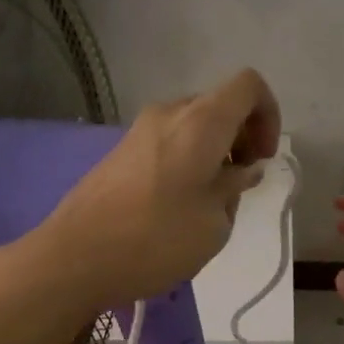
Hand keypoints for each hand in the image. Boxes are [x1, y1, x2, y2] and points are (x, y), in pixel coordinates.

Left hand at [26, 69, 281, 311]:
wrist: (74, 257)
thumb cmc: (156, 239)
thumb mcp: (214, 223)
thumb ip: (234, 188)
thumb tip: (240, 170)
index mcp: (201, 122)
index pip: (249, 86)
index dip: (268, 115)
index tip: (262, 159)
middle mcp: (169, 114)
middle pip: (219, 105)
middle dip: (241, 138)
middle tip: (239, 185)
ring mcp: (139, 131)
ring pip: (193, 126)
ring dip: (213, 153)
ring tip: (209, 202)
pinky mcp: (120, 152)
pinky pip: (168, 143)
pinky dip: (187, 162)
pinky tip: (177, 206)